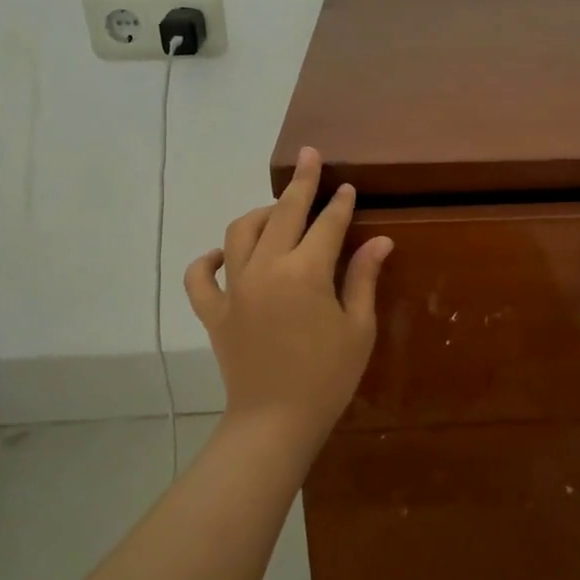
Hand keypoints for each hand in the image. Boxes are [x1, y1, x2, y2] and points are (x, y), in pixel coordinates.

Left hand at [185, 147, 392, 446]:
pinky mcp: (214, 311)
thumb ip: (363, 278)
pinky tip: (223, 254)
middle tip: (309, 157)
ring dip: (259, 214)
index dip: (340, 204)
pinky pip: (200, 277)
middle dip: (301, 184)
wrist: (275, 422)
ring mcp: (235, 288)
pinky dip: (208, 260)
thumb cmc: (327, 377)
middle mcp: (266, 268)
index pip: (327, 225)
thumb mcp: (357, 327)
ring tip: (275, 210)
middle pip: (283, 214)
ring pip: (239, 233)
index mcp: (306, 272)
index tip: (347, 187)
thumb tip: (379, 241)